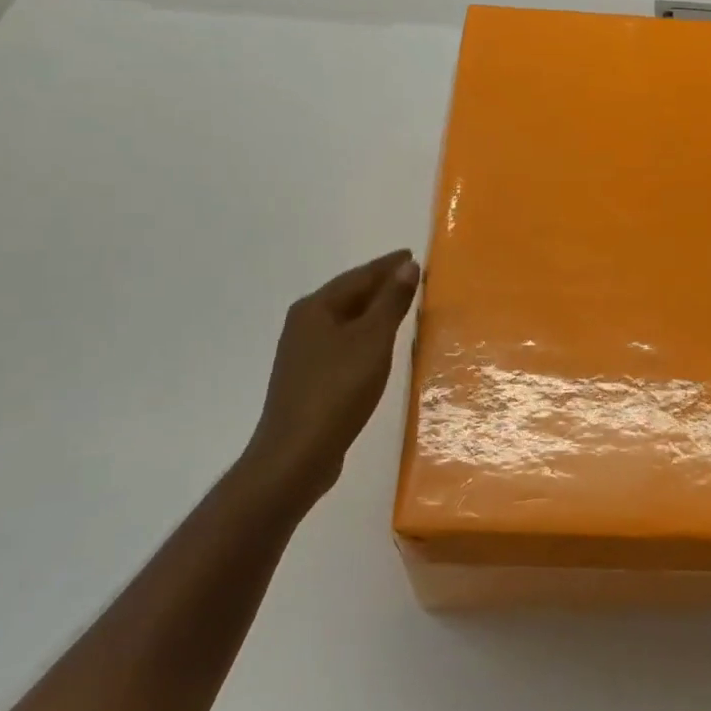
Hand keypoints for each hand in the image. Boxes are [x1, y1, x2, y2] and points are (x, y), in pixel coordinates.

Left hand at [243, 250, 420, 515]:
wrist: (296, 455)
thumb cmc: (337, 390)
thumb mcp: (372, 341)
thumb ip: (391, 302)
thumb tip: (408, 266)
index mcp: (316, 307)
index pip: (359, 276)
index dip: (388, 265)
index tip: (412, 255)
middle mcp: (304, 323)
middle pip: (349, 295)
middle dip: (380, 285)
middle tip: (413, 277)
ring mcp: (303, 352)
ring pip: (345, 320)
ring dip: (373, 310)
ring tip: (402, 306)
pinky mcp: (309, 378)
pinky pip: (343, 342)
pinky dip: (365, 335)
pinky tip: (379, 345)